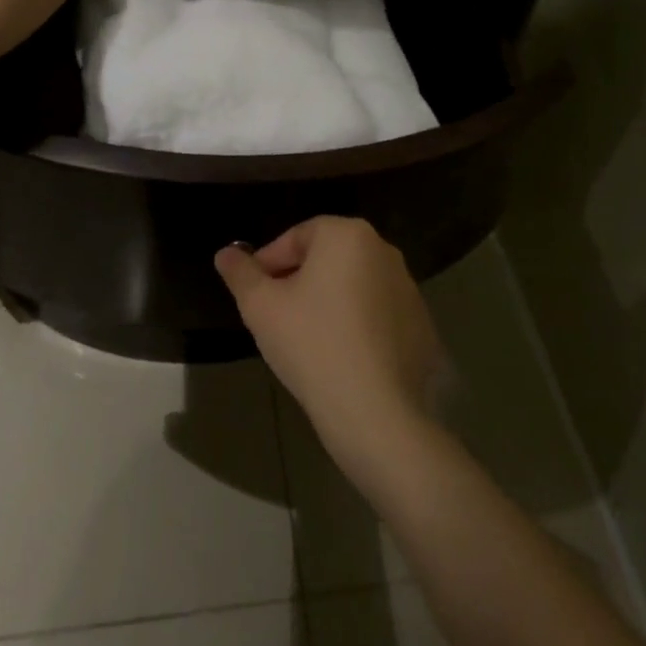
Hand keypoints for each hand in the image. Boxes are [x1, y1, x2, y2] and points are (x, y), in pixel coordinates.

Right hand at [215, 217, 445, 474]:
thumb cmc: (312, 345)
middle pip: (326, 257)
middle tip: (274, 315)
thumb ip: (240, 273)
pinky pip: (375, 312)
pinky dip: (355, 323)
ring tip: (304, 338)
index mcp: (348, 235)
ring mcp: (408, 286)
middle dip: (297, 280)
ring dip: (326, 301)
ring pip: (351, 284)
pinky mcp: (420, 322)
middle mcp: (384, 250)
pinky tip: (339, 355)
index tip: (253, 294)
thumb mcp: (260, 307)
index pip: (296, 237)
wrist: (376, 411)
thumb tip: (225, 253)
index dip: (268, 262)